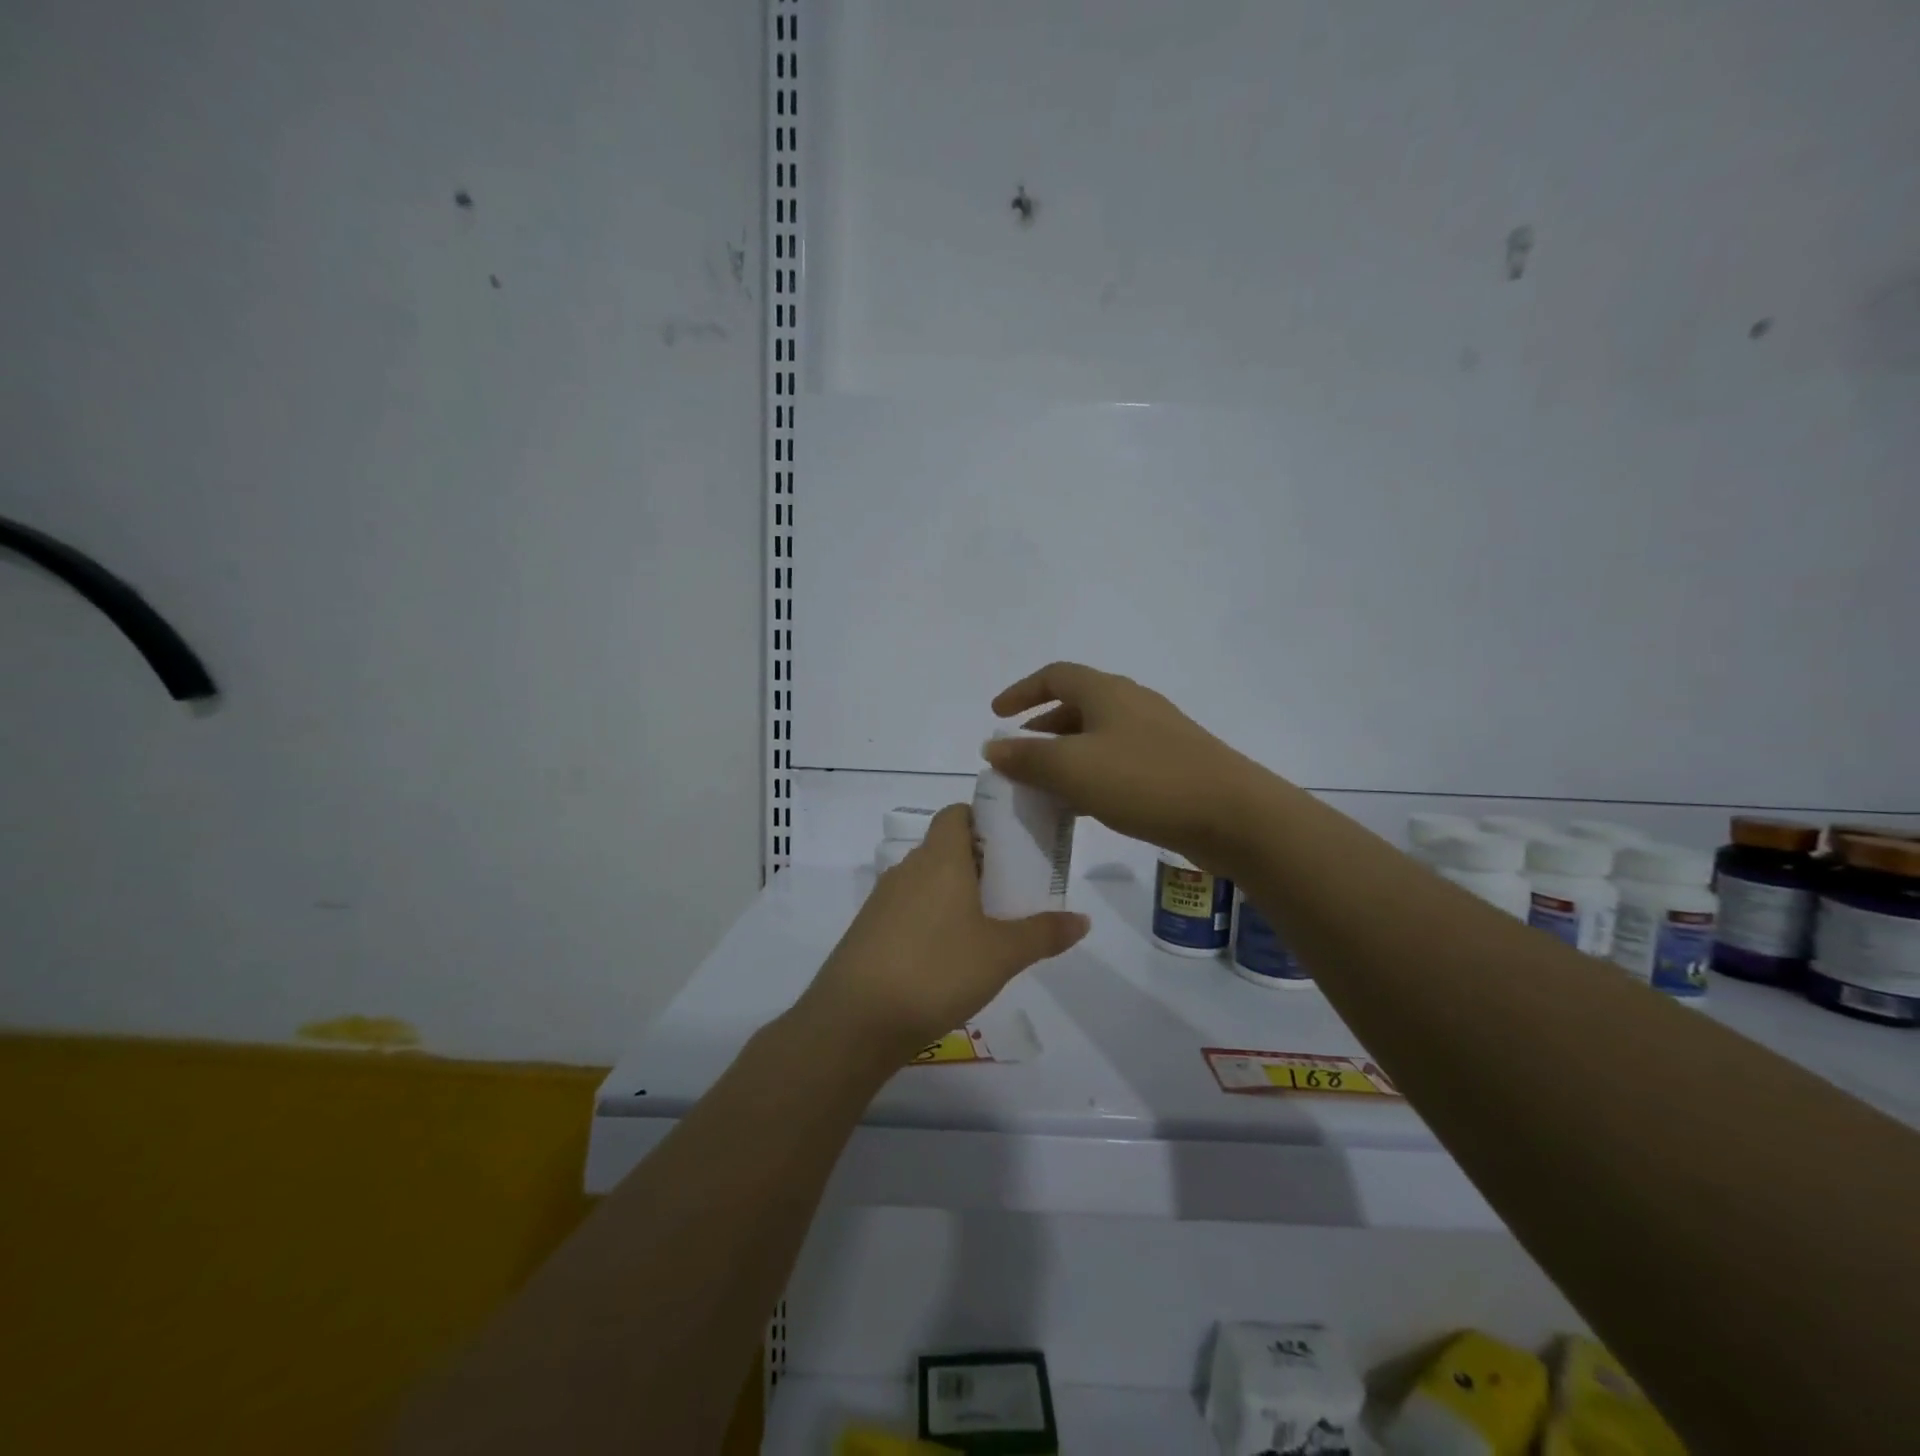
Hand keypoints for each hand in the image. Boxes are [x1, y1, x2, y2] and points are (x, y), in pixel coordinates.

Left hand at [792, 805, 1089, 1064]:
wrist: (856, 1019)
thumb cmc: (937, 970)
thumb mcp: (1002, 954)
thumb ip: (1043, 933)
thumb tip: (1083, 919)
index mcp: (940, 858)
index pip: (956, 813)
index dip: (982, 819)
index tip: (1010, 843)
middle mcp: (908, 868)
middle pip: (943, 847)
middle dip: (976, 862)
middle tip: (1010, 888)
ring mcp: (883, 900)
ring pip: (925, 880)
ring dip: (952, 892)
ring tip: (985, 923)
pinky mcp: (868, 930)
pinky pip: (907, 909)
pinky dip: (929, 918)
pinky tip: (947, 955)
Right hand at [985, 661, 1272, 867]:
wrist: (1232, 814)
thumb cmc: (1144, 780)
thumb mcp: (1072, 768)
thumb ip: (1027, 757)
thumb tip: (993, 747)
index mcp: (1107, 692)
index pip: (1055, 675)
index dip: (1022, 691)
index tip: (997, 714)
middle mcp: (1132, 704)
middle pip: (1077, 704)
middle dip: (1043, 727)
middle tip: (1019, 755)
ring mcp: (1157, 734)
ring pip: (1098, 736)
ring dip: (1066, 754)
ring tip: (1045, 785)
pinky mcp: (1173, 764)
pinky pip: (1118, 760)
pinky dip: (1092, 774)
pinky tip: (1085, 806)